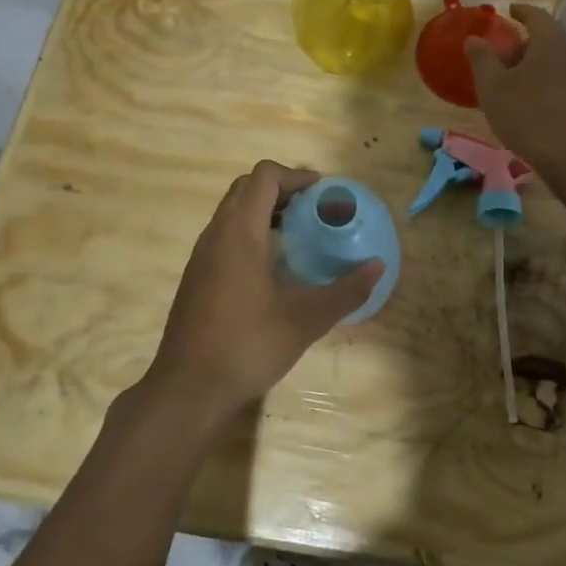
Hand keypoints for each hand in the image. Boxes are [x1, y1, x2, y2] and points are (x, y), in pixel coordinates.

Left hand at [142, 161, 382, 423]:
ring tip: (298, 235)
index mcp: (239, 232)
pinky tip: (272, 267)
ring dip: (264, 211)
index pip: (264, 176)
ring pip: (232, 212)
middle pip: (246, 188)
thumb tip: (378, 268)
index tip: (323, 194)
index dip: (296, 176)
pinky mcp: (196, 277)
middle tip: (313, 210)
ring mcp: (201, 256)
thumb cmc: (247, 345)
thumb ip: (345, 291)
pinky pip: (224, 235)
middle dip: (282, 189)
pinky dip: (250, 232)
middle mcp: (215, 234)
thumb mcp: (305, 319)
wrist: (187, 389)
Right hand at [465, 5, 565, 174]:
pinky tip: (547, 110)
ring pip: (564, 65)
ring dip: (545, 69)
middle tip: (508, 59)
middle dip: (529, 46)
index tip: (509, 12)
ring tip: (525, 87)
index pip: (536, 16)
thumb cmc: (529, 117)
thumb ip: (482, 59)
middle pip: (552, 40)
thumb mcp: (493, 88)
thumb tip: (474, 38)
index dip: (520, 12)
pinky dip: (558, 90)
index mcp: (552, 42)